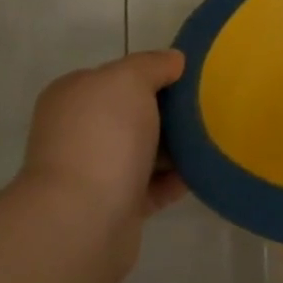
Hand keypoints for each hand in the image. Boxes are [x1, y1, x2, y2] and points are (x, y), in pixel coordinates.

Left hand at [19, 50, 188, 276]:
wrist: (83, 221)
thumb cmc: (103, 136)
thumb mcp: (130, 80)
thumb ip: (152, 64)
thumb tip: (174, 61)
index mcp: (73, 96)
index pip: (116, 75)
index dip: (151, 73)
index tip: (187, 77)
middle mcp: (77, 131)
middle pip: (131, 113)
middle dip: (166, 110)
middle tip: (204, 106)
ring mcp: (92, 172)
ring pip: (142, 150)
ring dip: (173, 146)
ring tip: (210, 137)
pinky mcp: (112, 208)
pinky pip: (151, 186)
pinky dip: (174, 179)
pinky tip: (200, 170)